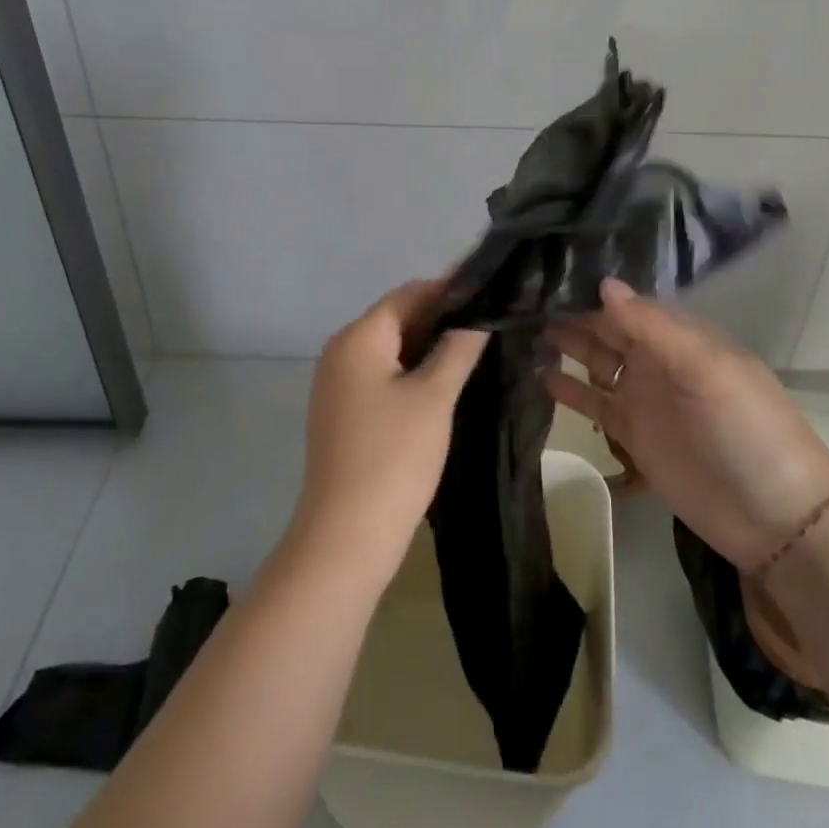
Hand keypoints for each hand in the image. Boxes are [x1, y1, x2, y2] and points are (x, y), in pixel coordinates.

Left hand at [291, 280, 487, 582]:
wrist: (346, 538)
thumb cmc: (394, 457)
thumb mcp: (434, 397)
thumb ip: (458, 348)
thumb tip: (478, 316)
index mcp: (358, 337)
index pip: (408, 293)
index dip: (449, 289)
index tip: (490, 292)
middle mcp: (341, 351)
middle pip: (397, 318)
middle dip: (441, 317)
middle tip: (489, 321)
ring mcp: (338, 383)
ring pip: (391, 348)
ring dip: (429, 345)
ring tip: (476, 347)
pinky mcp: (343, 411)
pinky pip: (381, 374)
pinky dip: (411, 370)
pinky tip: (445, 380)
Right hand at [546, 278, 828, 569]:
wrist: (775, 516)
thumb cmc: (747, 428)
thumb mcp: (706, 369)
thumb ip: (653, 328)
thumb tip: (604, 283)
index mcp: (680, 335)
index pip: (627, 303)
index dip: (590, 290)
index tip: (546, 274)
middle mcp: (658, 358)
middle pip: (607, 329)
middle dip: (571, 314)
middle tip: (521, 300)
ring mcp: (644, 396)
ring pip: (596, 362)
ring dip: (566, 347)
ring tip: (522, 331)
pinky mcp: (633, 434)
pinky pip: (595, 404)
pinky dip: (569, 390)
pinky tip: (539, 376)